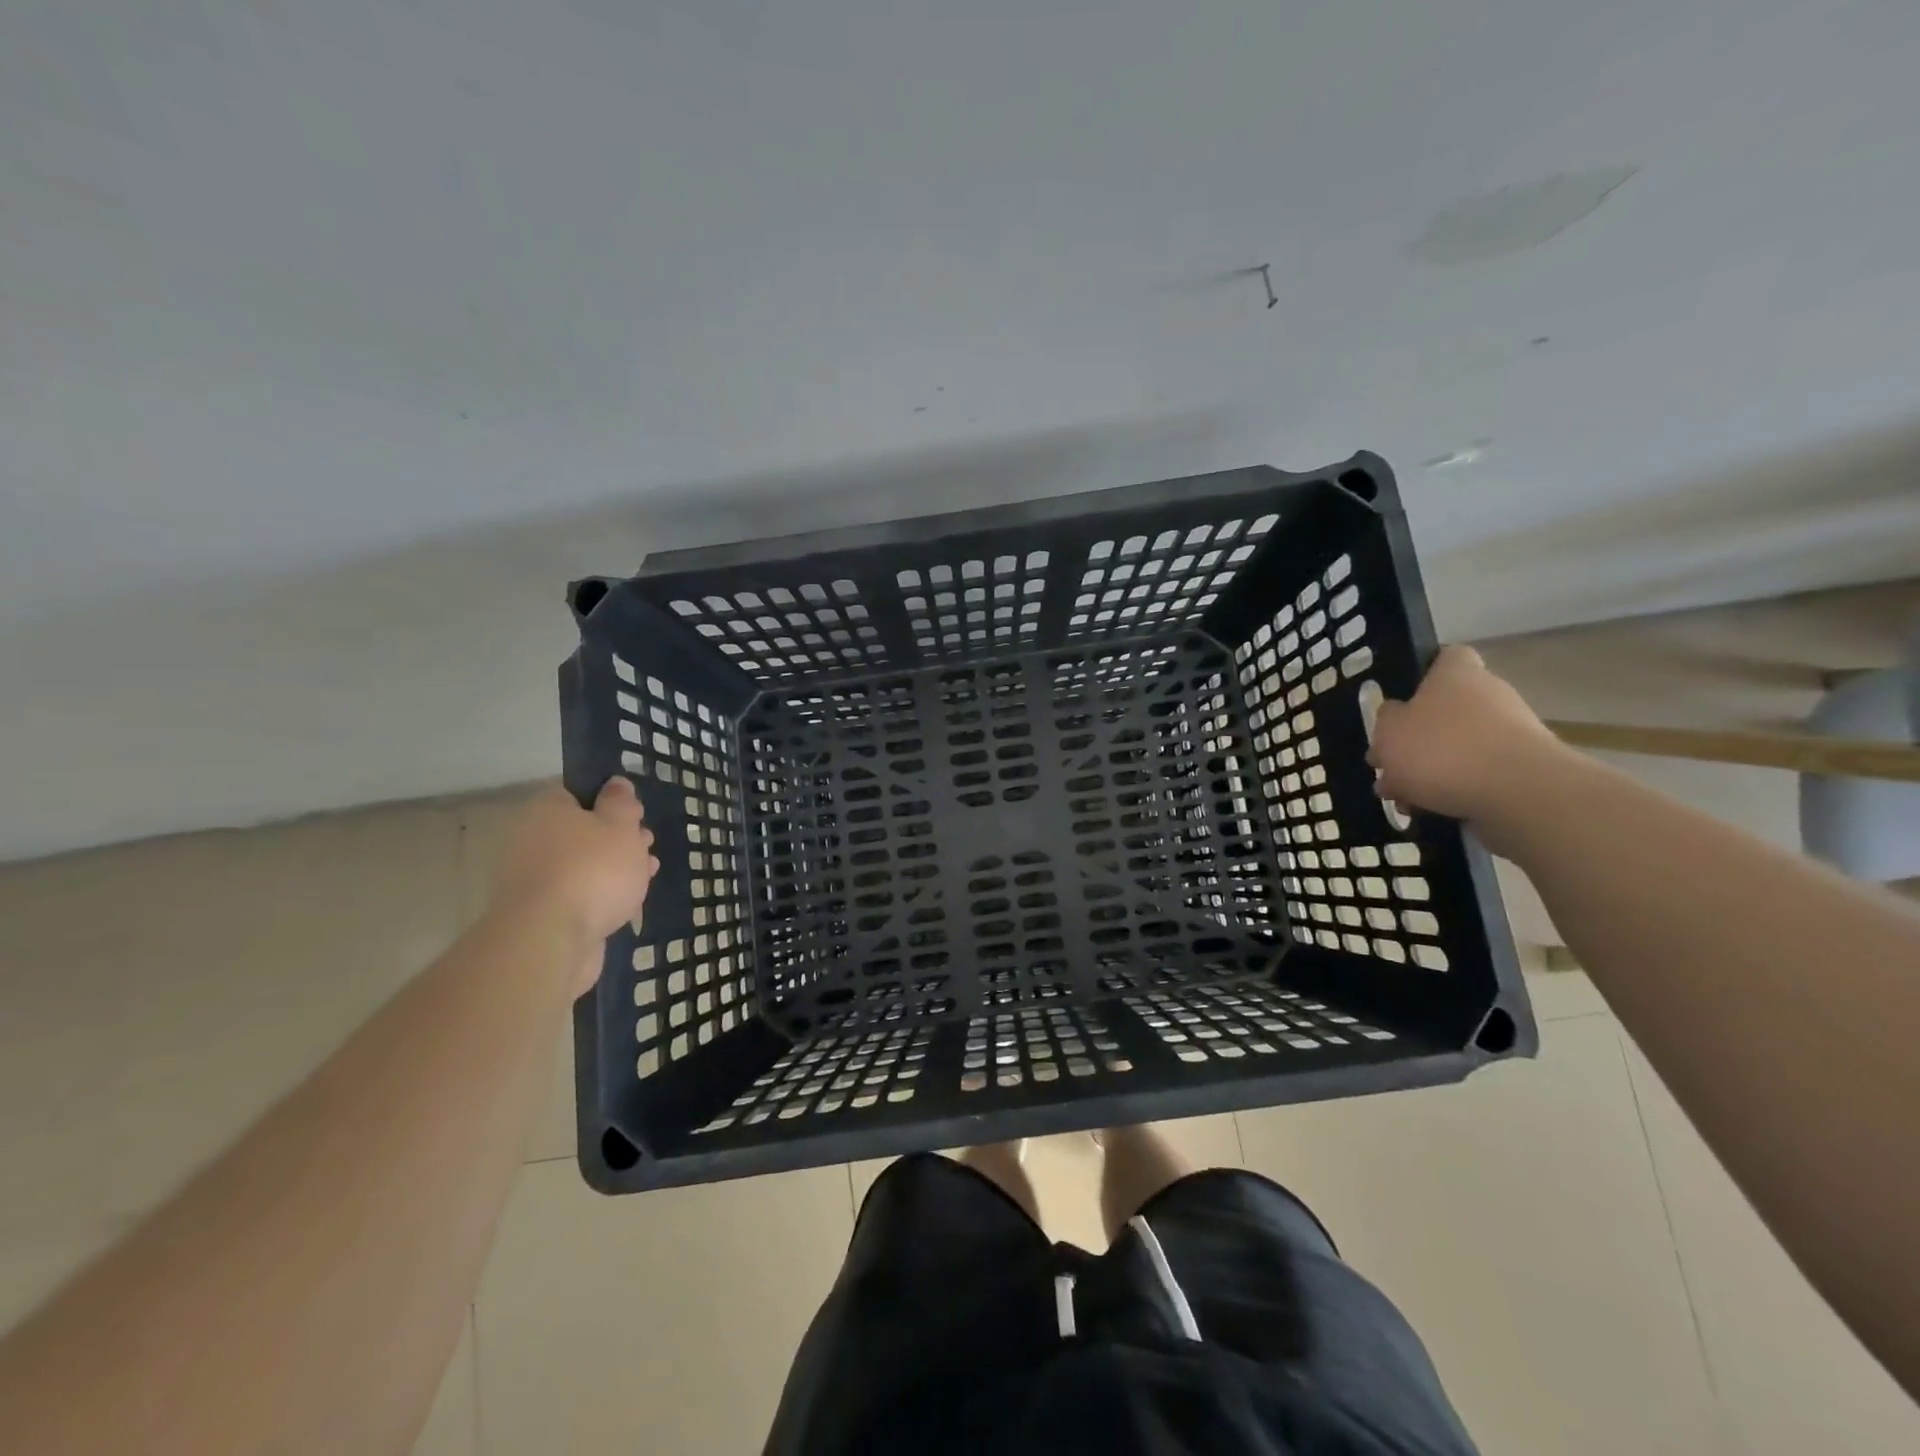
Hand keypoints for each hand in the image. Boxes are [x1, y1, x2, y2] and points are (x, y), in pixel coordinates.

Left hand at [492, 780, 656, 984]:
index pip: (577, 792)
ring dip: (614, 866)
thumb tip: (616, 783)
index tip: (637, 813)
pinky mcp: (542, 913)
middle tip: (647, 843)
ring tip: (647, 872)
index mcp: (546, 810)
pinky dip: (602, 894)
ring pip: (582, 863)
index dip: (611, 800)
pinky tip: (627, 900)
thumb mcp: (620, 825)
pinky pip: (578, 893)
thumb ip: (621, 802)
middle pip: (581, 830)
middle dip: (617, 836)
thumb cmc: (591, 869)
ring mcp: (534, 879)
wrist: (551, 939)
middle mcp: (532, 839)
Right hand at [1367, 646, 1569, 827]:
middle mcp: (1488, 695)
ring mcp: (1511, 733)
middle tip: (1388, 766)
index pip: (1445, 657)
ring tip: (1402, 799)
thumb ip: (1386, 721)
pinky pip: (1477, 776)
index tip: (1403, 700)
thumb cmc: (1443, 750)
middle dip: (1416, 739)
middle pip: (1445, 710)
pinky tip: (1428, 812)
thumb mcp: (1389, 731)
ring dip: (1429, 771)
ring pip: (1458, 748)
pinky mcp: (1522, 770)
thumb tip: (1395, 718)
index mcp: (1456, 675)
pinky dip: (1453, 791)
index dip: (1423, 674)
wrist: (1520, 795)